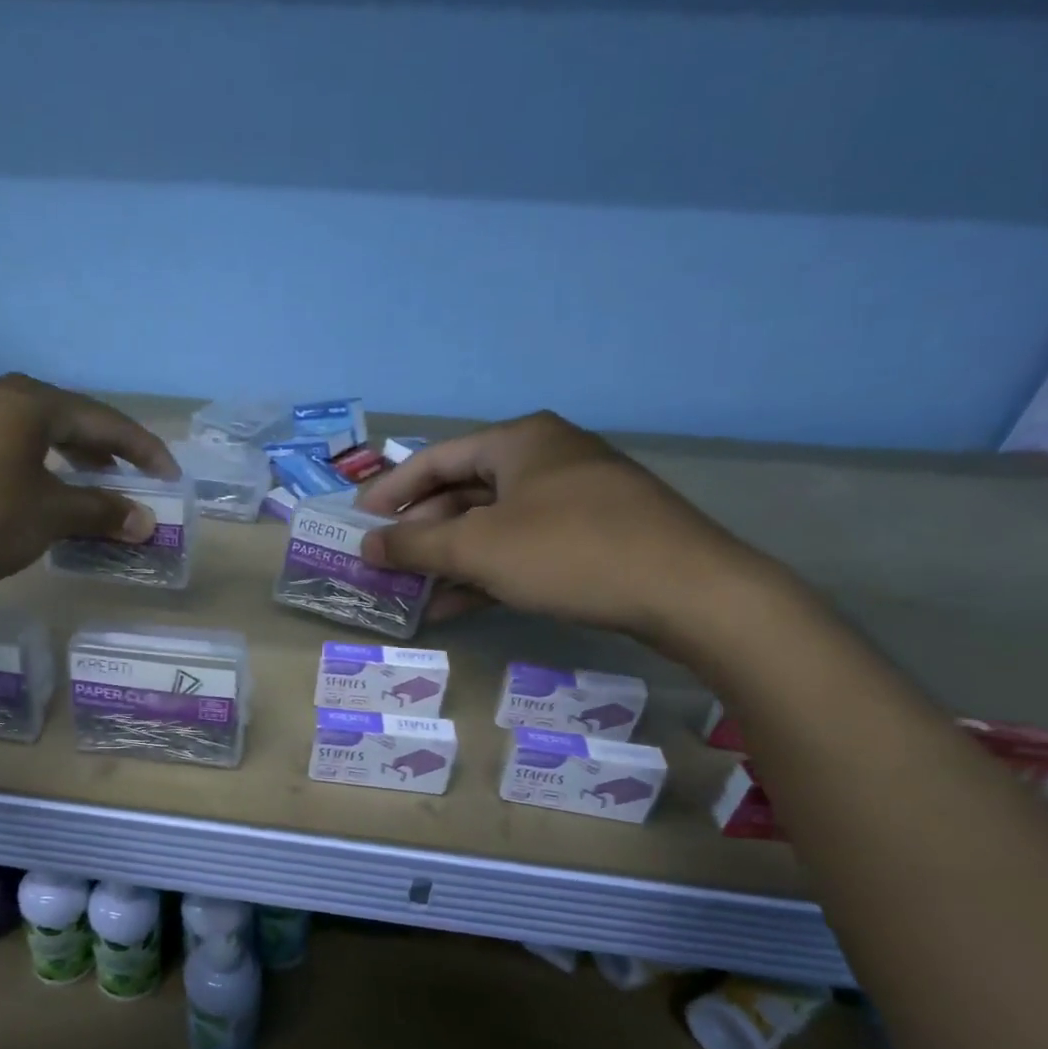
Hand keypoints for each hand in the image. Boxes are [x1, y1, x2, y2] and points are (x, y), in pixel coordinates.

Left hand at [0, 374, 177, 588]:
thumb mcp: (49, 516)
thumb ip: (100, 513)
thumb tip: (145, 521)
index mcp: (31, 404)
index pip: (103, 421)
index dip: (142, 449)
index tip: (168, 476)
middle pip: (65, 418)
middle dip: (101, 451)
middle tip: (124, 479)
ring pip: (29, 431)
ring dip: (63, 459)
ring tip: (78, 487)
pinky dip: (28, 465)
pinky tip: (24, 493)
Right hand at [357, 411, 773, 646]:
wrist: (689, 592)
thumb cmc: (569, 551)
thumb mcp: (478, 548)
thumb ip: (414, 545)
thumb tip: (367, 545)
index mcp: (518, 442)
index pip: (434, 460)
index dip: (389, 491)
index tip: (357, 522)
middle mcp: (544, 460)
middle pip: (461, 493)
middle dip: (419, 532)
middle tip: (384, 563)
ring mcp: (572, 499)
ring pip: (490, 526)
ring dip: (448, 559)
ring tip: (410, 592)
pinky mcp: (591, 536)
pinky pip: (520, 548)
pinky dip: (485, 573)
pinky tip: (454, 606)